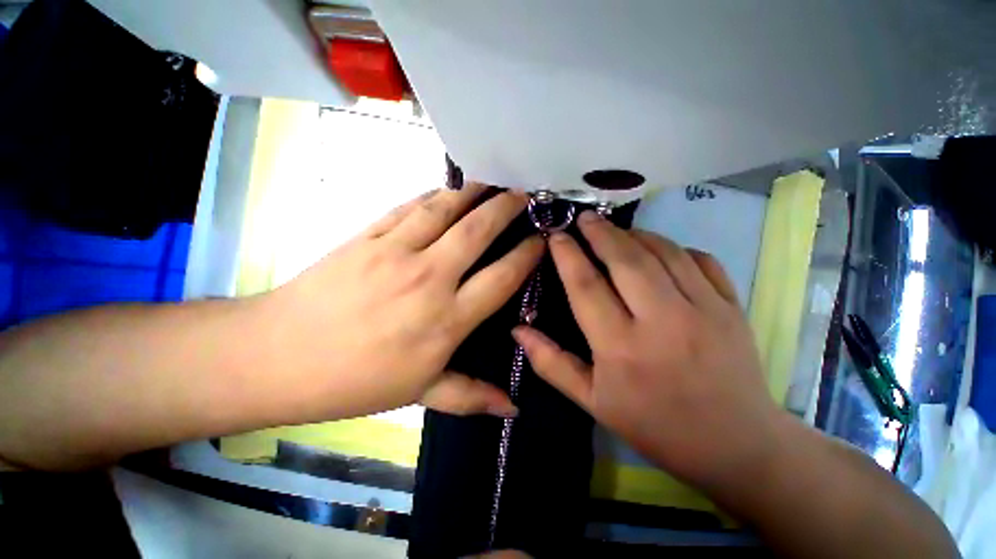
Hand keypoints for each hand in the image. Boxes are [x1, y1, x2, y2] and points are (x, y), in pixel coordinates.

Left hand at [263, 185, 542, 420]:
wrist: (279, 356)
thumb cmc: (356, 380)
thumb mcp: (420, 393)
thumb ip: (471, 396)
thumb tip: (513, 409)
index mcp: (446, 320)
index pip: (501, 278)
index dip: (526, 255)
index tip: (540, 239)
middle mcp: (429, 278)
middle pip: (477, 232)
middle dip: (505, 208)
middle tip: (523, 193)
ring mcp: (395, 252)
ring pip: (444, 209)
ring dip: (471, 191)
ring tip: (491, 178)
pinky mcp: (366, 236)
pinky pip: (408, 207)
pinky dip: (432, 195)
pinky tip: (445, 189)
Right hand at [513, 211, 783, 490]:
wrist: (735, 445)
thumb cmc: (654, 425)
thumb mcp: (592, 401)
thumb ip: (551, 363)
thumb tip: (517, 330)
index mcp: (621, 348)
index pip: (586, 286)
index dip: (567, 256)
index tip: (555, 236)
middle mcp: (662, 322)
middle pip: (625, 259)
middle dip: (600, 232)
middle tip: (584, 217)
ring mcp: (704, 310)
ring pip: (663, 252)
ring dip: (634, 234)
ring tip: (615, 230)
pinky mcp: (733, 307)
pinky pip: (700, 260)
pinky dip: (675, 247)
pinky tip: (659, 249)